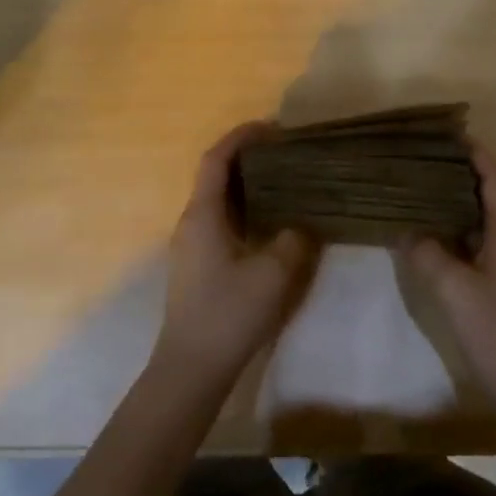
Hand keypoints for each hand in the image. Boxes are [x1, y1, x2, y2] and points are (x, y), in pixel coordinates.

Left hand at [155, 123, 318, 387]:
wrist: (191, 368)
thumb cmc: (228, 314)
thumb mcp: (272, 274)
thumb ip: (293, 240)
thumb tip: (304, 224)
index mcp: (202, 215)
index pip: (216, 160)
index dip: (241, 137)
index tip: (272, 128)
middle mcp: (191, 222)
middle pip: (216, 176)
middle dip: (248, 159)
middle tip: (287, 154)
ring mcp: (192, 245)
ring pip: (219, 200)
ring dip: (248, 186)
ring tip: (285, 182)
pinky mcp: (199, 265)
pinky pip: (222, 221)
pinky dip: (245, 210)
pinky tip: (271, 222)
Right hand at [407, 143, 495, 417]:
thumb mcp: (455, 289)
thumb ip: (428, 255)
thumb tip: (406, 232)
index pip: (494, 178)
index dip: (476, 154)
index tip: (450, 133)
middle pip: (487, 194)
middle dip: (459, 173)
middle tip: (422, 159)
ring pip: (480, 220)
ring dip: (454, 203)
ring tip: (418, 189)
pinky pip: (475, 244)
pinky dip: (454, 232)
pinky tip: (429, 236)